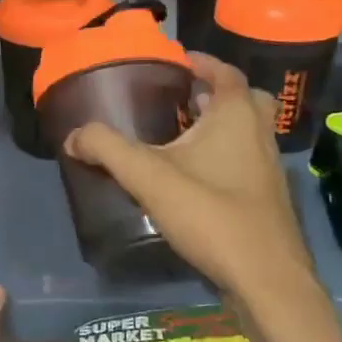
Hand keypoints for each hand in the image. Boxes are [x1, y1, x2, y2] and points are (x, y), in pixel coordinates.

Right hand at [63, 54, 312, 297]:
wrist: (264, 279)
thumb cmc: (211, 213)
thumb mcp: (148, 176)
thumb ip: (107, 149)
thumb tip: (73, 136)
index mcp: (237, 115)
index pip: (223, 71)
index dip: (199, 62)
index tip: (174, 61)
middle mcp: (259, 134)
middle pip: (242, 100)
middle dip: (212, 95)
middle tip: (179, 101)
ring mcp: (268, 169)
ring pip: (244, 133)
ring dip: (217, 128)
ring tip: (175, 138)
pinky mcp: (266, 200)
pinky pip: (243, 163)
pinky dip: (221, 158)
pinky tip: (190, 181)